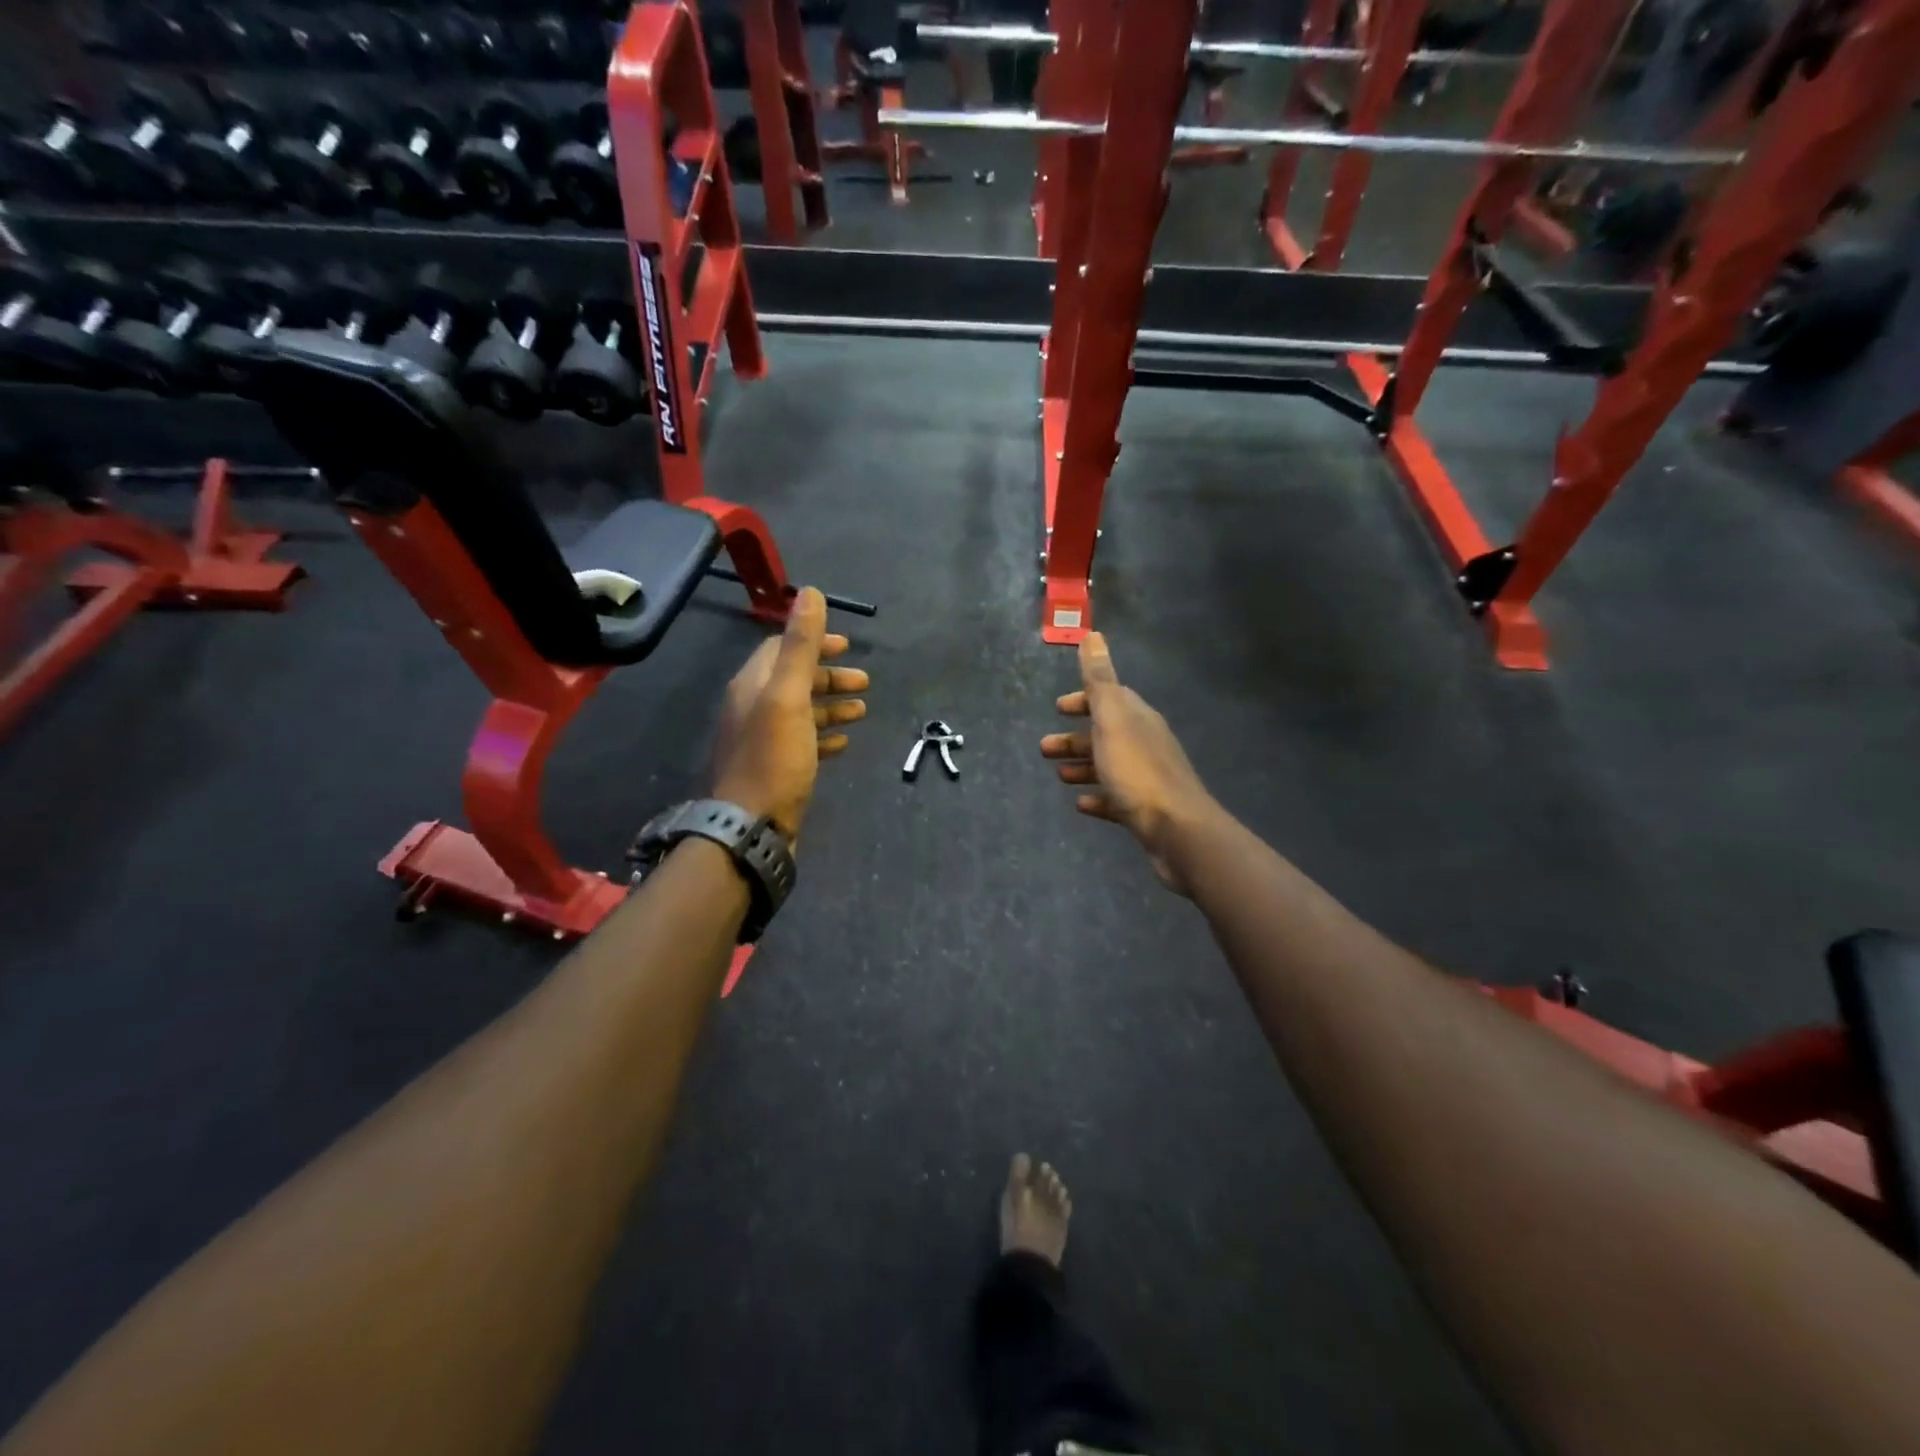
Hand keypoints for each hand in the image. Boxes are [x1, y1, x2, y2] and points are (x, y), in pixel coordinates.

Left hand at [712, 587, 867, 842]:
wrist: (750, 827)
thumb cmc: (773, 758)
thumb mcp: (788, 696)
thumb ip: (800, 646)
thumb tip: (809, 592)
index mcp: (752, 686)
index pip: (781, 648)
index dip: (814, 642)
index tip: (848, 645)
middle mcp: (753, 708)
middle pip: (794, 680)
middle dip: (830, 676)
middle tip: (866, 682)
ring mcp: (763, 741)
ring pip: (802, 713)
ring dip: (832, 706)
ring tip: (863, 709)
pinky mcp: (775, 770)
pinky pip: (803, 743)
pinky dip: (824, 737)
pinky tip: (844, 744)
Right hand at [1041, 632, 1217, 893]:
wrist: (1177, 830)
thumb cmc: (1137, 771)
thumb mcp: (1112, 719)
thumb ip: (1100, 680)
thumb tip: (1092, 634)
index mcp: (1137, 719)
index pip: (1110, 699)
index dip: (1083, 700)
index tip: (1058, 707)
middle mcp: (1145, 743)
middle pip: (1105, 734)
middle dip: (1075, 738)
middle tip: (1044, 748)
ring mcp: (1146, 778)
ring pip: (1108, 766)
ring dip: (1082, 766)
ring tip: (1058, 775)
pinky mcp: (1145, 810)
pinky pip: (1115, 798)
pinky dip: (1097, 797)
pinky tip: (1081, 803)